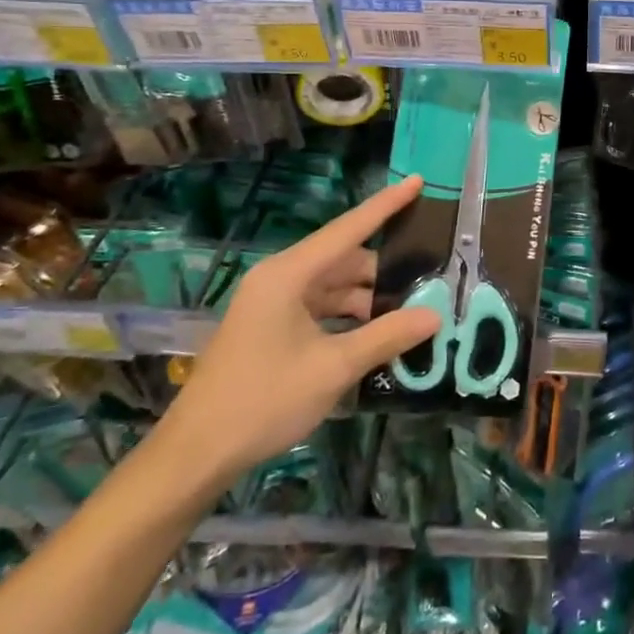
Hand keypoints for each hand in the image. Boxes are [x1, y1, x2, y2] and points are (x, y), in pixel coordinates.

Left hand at [155, 176, 439, 490]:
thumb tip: (434, 315)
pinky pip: (320, 310)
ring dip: (369, 300)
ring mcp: (273, 305)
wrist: (198, 452)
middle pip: (343, 261)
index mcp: (288, 275)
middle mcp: (280, 279)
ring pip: (333, 288)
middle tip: (431, 278)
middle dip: (386, 271)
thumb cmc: (264, 399)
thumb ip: (386, 336)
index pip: (348, 229)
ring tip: (414, 311)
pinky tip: (378, 335)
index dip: (386, 206)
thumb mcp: (333, 367)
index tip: (418, 181)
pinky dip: (349, 318)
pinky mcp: (271, 328)